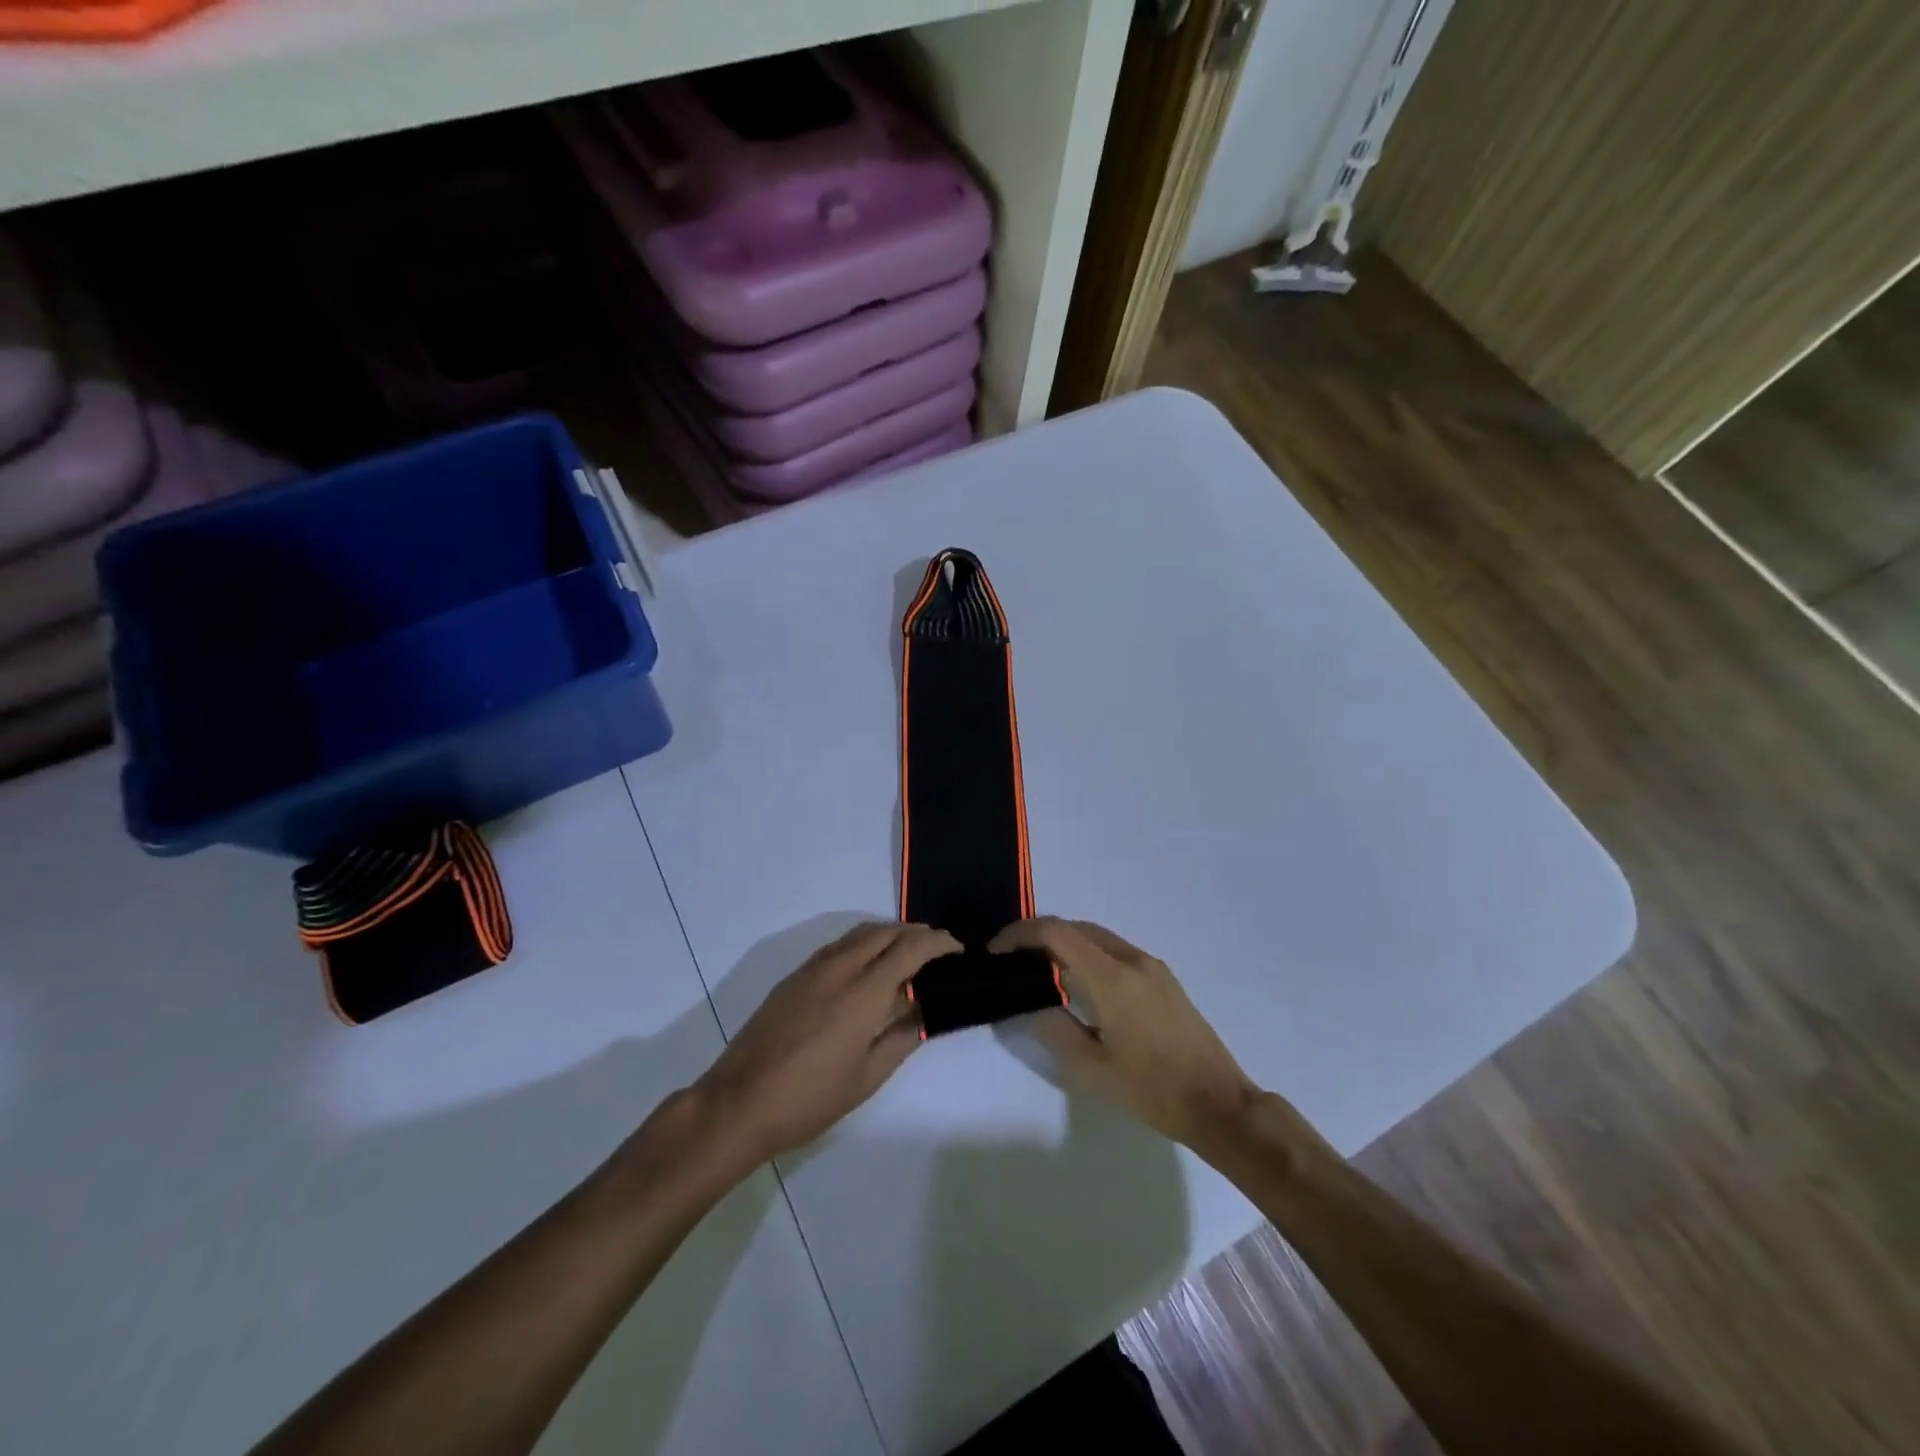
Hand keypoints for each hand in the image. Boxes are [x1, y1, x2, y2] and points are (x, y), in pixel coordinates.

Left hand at [693, 922, 959, 1168]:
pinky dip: (862, 944)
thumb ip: (900, 1038)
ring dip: (888, 934)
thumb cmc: (809, 1099)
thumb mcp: (866, 1078)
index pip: (910, 949)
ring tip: (906, 953)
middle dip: (915, 932)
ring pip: (858, 934)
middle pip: (884, 931)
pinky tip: (867, 968)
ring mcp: (812, 970)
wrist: (738, 1103)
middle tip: (936, 949)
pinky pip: (837, 946)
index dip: (938, 942)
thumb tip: (922, 1011)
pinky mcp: (793, 977)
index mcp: (863, 993)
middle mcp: (839, 969)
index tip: (957, 948)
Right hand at [990, 918, 1261, 1153]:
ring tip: (1037, 969)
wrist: (1219, 1103)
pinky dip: (1086, 954)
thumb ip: (1053, 1027)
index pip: (1057, 933)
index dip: (1020, 934)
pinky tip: (1076, 982)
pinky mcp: (1163, 978)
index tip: (995, 951)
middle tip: (1010, 959)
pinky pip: (1114, 950)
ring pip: (1096, 936)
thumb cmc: (1151, 1090)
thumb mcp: (1091, 1069)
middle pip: (1075, 927)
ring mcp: (1151, 966)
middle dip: (1038, 935)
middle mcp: (1132, 959)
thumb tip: (1028, 1001)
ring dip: (1063, 943)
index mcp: (1112, 977)